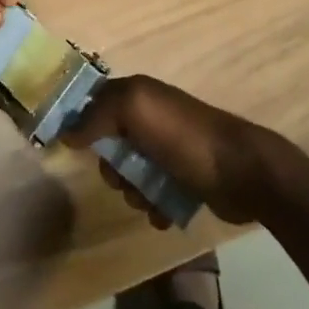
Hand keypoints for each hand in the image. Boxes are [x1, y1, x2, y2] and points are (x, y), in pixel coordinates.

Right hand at [62, 76, 282, 225]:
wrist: (242, 171)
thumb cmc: (184, 137)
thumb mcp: (136, 110)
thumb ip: (98, 114)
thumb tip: (67, 131)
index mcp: (138, 94)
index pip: (96, 103)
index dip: (81, 124)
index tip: (72, 149)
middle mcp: (151, 117)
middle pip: (110, 144)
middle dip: (112, 167)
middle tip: (123, 178)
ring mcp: (168, 149)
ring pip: (130, 173)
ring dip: (133, 191)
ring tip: (149, 199)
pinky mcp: (183, 178)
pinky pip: (153, 194)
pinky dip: (153, 206)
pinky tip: (163, 213)